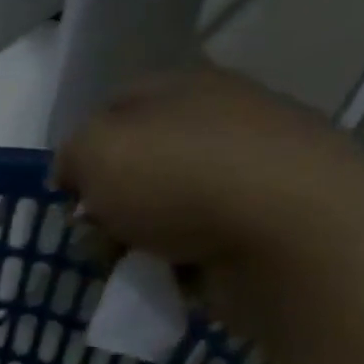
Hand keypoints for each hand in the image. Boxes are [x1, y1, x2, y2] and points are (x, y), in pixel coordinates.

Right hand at [54, 66, 363, 332]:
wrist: (294, 236)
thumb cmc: (183, 179)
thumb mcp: (95, 149)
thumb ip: (71, 154)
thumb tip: (78, 174)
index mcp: (184, 86)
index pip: (112, 108)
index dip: (81, 151)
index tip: (69, 193)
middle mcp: (220, 119)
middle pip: (137, 165)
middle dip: (108, 205)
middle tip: (98, 233)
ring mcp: (250, 171)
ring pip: (163, 209)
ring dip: (137, 240)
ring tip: (133, 265)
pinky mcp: (269, 222)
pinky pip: (199, 243)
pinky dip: (178, 262)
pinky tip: (173, 277)